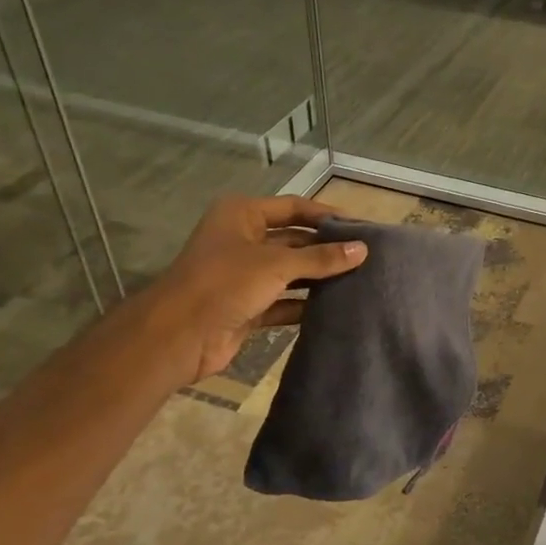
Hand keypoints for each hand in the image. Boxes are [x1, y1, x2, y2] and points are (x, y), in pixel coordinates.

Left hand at [151, 195, 367, 383]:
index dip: (326, 216)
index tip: (361, 227)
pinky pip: (284, 301)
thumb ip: (321, 258)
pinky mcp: (247, 307)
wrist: (178, 336)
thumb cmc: (225, 283)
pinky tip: (335, 308)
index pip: (294, 207)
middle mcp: (243, 240)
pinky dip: (305, 305)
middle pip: (294, 240)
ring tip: (359, 281)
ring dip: (319, 278)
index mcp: (242, 215)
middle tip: (367, 257)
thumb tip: (363, 250)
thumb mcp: (277, 265)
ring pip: (290, 272)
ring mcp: (244, 275)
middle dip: (327, 249)